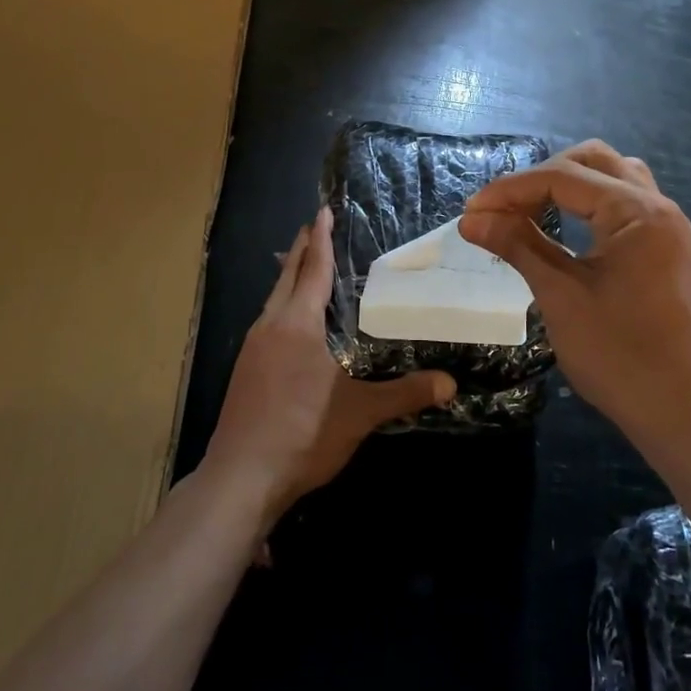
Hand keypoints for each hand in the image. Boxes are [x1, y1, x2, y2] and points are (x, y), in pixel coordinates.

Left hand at [204, 206, 455, 527]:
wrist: (239, 480)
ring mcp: (251, 350)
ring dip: (289, 279)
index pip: (313, 270)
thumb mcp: (360, 413)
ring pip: (273, 301)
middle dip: (302, 251)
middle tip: (315, 227)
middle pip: (286, 278)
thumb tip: (451, 383)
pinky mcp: (244, 372)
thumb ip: (405, 394)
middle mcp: (269, 327)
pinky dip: (282, 307)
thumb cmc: (302, 434)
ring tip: (305, 268)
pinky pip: (267, 323)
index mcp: (296, 324)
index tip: (323, 210)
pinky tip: (291, 325)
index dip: (321, 239)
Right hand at [459, 141, 690, 460]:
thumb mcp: (561, 297)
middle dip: (541, 177)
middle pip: (593, 161)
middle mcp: (659, 207)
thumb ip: (518, 246)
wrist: (689, 417)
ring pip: (615, 178)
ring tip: (532, 212)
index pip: (563, 177)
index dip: (510, 189)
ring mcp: (670, 229)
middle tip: (503, 210)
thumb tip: (473, 219)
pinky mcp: (670, 251)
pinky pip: (627, 206)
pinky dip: (592, 206)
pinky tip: (567, 231)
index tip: (471, 211)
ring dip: (570, 185)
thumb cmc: (622, 358)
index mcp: (637, 212)